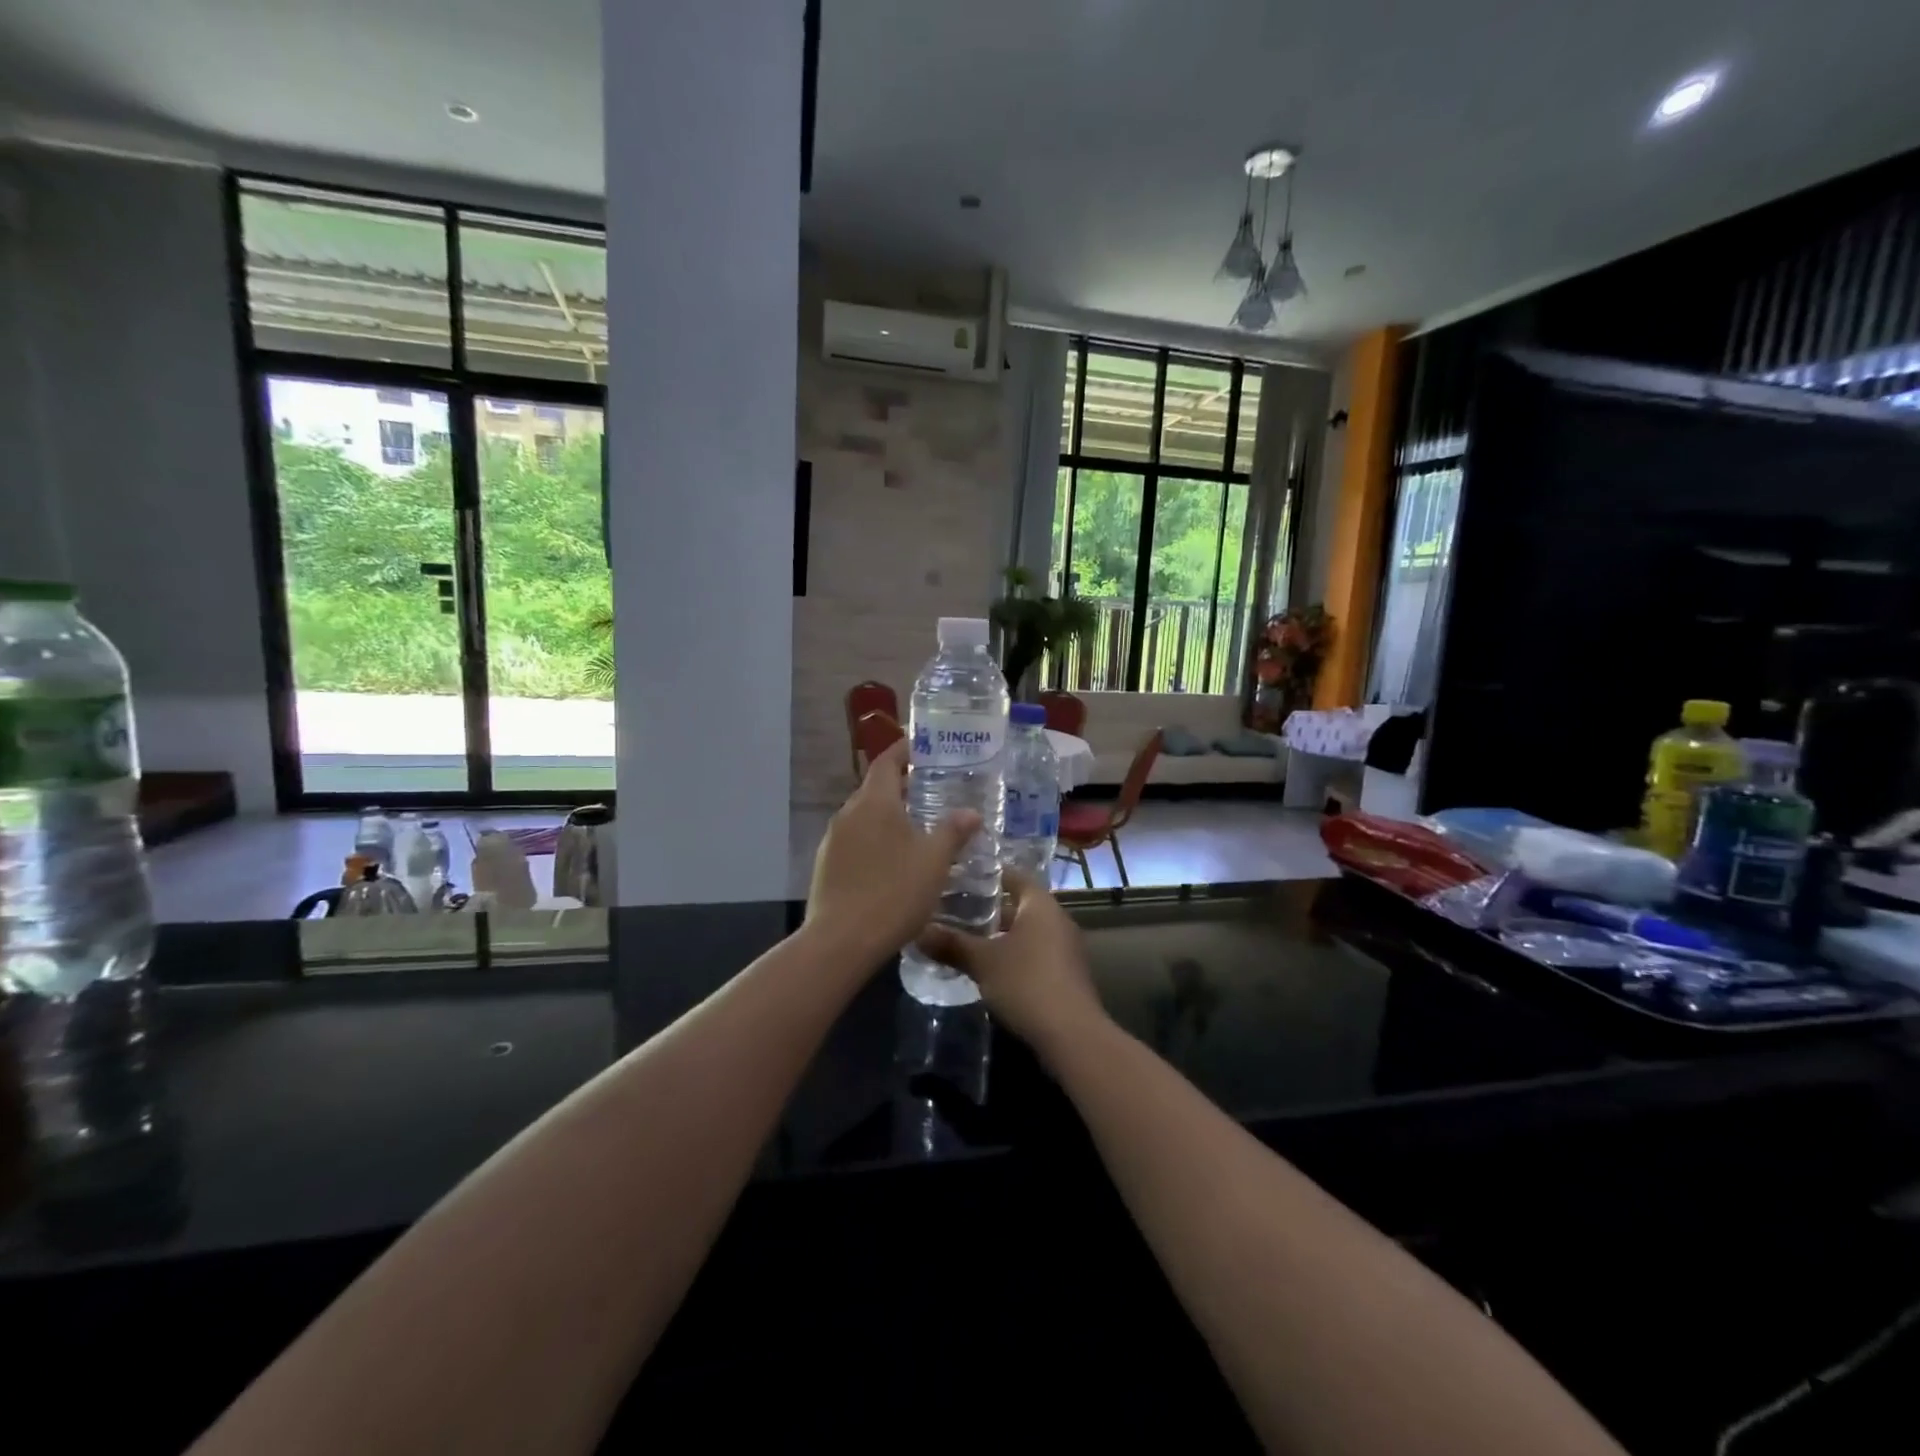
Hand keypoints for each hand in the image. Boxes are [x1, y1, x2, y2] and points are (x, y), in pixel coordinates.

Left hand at [807, 738, 980, 960]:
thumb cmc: (894, 893)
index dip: (904, 751)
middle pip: (875, 789)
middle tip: (931, 791)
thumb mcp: (934, 862)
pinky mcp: (825, 866)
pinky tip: (892, 862)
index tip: (923, 746)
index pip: (887, 762)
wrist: (840, 942)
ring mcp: (832, 840)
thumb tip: (971, 812)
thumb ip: (953, 832)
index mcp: (874, 802)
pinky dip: (875, 840)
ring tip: (917, 828)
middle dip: (901, 786)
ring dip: (888, 816)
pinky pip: (855, 841)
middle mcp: (849, 813)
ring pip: (864, 817)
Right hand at [917, 872, 1107, 1061]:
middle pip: (1021, 904)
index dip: (989, 875)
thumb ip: (951, 944)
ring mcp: (1066, 947)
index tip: (961, 878)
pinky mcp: (1067, 973)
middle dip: (991, 909)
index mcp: (1040, 904)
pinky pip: (1037, 952)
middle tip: (956, 911)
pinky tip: (992, 968)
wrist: (1071, 1034)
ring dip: (1002, 934)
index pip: (1014, 875)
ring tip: (968, 940)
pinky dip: (1016, 954)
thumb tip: (918, 932)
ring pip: (1028, 931)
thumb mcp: (982, 962)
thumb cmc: (1026, 983)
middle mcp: (1058, 918)